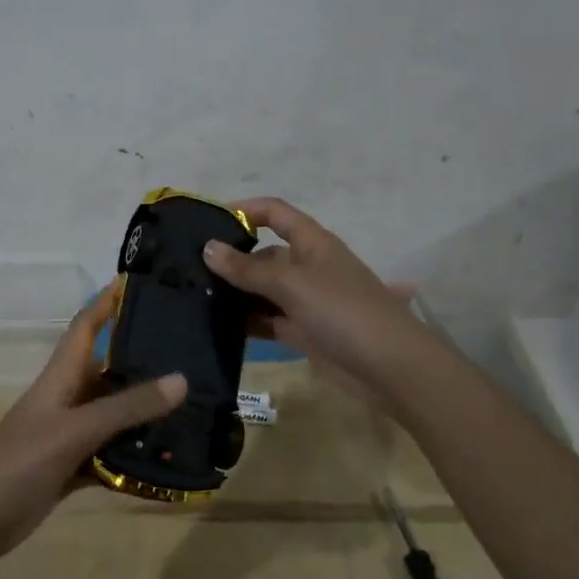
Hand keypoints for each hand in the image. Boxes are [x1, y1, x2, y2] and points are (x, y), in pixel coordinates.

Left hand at [0, 284, 187, 562]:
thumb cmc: (19, 462)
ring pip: (112, 414)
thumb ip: (125, 407)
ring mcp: (68, 435)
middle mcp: (66, 400)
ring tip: (190, 404)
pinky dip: (133, 454)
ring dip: (143, 412)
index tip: (138, 283)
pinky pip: (110, 454)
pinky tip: (165, 457)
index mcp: (59, 378)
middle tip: (188, 351)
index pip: (85, 327)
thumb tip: (181, 379)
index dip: (106, 303)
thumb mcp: (74, 431)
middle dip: (141, 359)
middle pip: (107, 370)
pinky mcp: (71, 468)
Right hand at [202, 197, 419, 397]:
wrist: (391, 368)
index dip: (245, 210)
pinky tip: (215, 324)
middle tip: (188, 267)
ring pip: (262, 289)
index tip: (208, 220)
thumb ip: (248, 269)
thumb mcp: (293, 284)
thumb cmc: (344, 312)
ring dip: (235, 292)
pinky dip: (245, 320)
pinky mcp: (302, 331)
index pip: (275, 213)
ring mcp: (305, 301)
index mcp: (312, 243)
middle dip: (231, 258)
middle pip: (263, 254)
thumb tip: (208, 248)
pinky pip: (267, 318)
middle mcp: (307, 267)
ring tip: (192, 295)